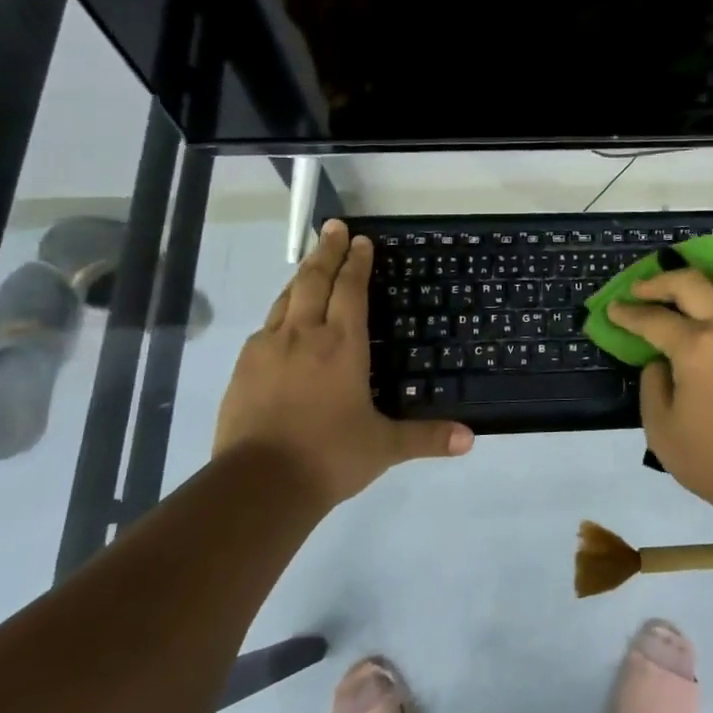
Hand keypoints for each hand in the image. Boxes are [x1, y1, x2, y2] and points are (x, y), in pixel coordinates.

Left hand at [214, 219, 472, 506]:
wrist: (257, 485)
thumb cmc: (329, 456)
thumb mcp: (384, 447)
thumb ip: (426, 437)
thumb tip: (469, 439)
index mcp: (341, 345)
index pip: (351, 289)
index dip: (357, 262)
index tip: (361, 240)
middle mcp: (304, 335)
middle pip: (313, 280)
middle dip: (326, 251)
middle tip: (333, 226)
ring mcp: (268, 349)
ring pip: (286, 299)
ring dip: (301, 277)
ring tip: (310, 264)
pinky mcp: (243, 368)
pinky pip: (266, 327)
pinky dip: (280, 312)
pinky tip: (282, 321)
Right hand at [605, 268, 712, 515]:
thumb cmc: (712, 459)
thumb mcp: (661, 428)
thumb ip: (653, 383)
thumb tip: (661, 361)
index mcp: (697, 347)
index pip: (654, 319)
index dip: (628, 313)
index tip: (613, 309)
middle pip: (690, 283)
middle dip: (658, 283)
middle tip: (639, 291)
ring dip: (702, 281)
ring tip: (685, 294)